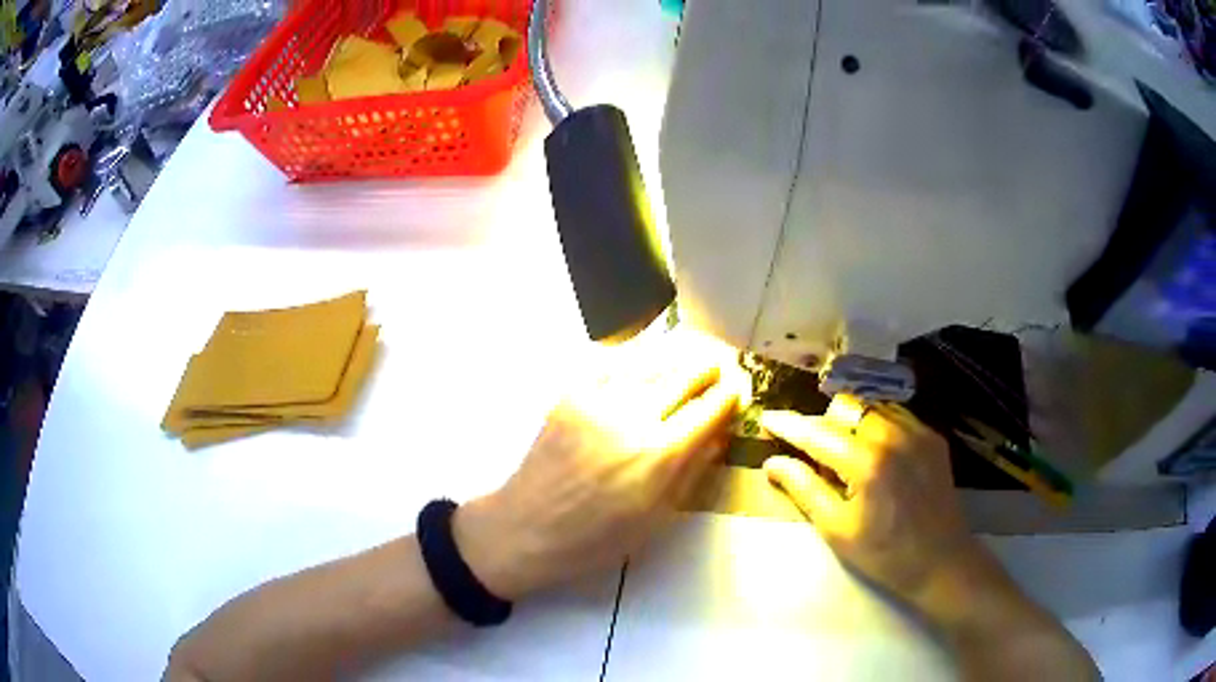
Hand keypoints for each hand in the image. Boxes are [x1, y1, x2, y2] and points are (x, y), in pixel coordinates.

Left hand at [454, 331, 745, 599]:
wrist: (527, 527)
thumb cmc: (597, 538)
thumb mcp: (658, 517)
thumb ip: (693, 470)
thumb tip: (721, 435)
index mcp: (660, 454)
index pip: (709, 409)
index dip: (728, 396)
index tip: (738, 389)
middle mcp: (633, 416)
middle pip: (682, 375)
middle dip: (706, 368)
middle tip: (718, 364)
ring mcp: (597, 399)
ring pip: (649, 361)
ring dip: (674, 357)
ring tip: (689, 354)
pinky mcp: (570, 393)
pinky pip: (610, 363)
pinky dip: (633, 359)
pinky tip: (642, 361)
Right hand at [760, 397, 980, 603]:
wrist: (941, 562)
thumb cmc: (884, 554)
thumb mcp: (837, 529)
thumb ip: (804, 489)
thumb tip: (773, 463)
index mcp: (867, 461)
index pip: (817, 432)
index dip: (789, 425)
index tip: (767, 419)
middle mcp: (893, 434)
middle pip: (846, 407)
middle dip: (824, 423)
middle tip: (814, 453)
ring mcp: (917, 432)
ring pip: (871, 406)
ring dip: (851, 423)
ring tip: (847, 455)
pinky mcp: (932, 437)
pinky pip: (896, 415)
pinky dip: (877, 426)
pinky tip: (876, 454)